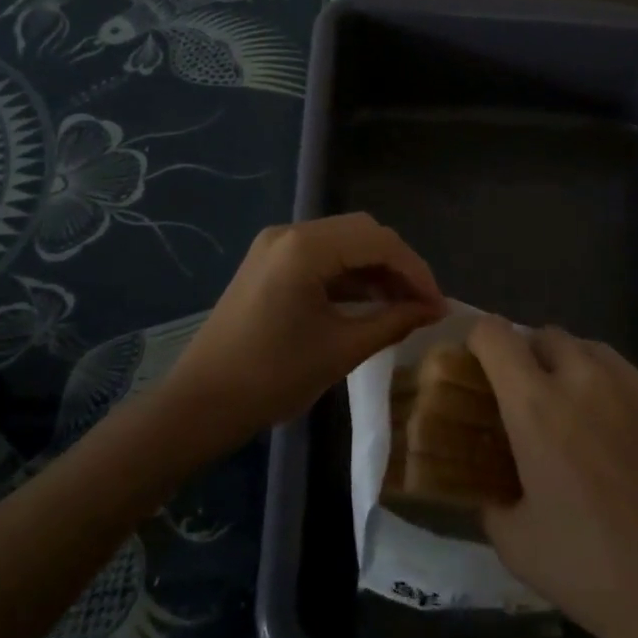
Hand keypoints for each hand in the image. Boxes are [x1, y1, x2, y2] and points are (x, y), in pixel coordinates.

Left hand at [165, 213, 444, 437]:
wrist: (199, 405)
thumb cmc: (271, 378)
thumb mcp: (341, 350)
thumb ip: (392, 322)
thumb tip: (433, 310)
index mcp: (305, 247)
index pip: (379, 242)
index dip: (416, 271)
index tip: (439, 305)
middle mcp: (290, 232)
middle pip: (363, 233)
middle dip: (399, 265)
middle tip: (423, 303)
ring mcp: (276, 245)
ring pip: (344, 242)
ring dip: (375, 269)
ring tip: (403, 306)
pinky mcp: (270, 262)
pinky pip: (322, 256)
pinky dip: (350, 274)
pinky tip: (370, 302)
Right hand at [468, 318, 637, 637]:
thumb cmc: (594, 573)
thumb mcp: (517, 546)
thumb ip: (493, 500)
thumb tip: (491, 485)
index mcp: (537, 405)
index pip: (495, 335)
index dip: (481, 341)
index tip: (481, 364)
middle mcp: (588, 378)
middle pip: (549, 335)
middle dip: (534, 357)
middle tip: (536, 402)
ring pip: (599, 354)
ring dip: (582, 374)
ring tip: (589, 422)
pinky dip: (632, 407)